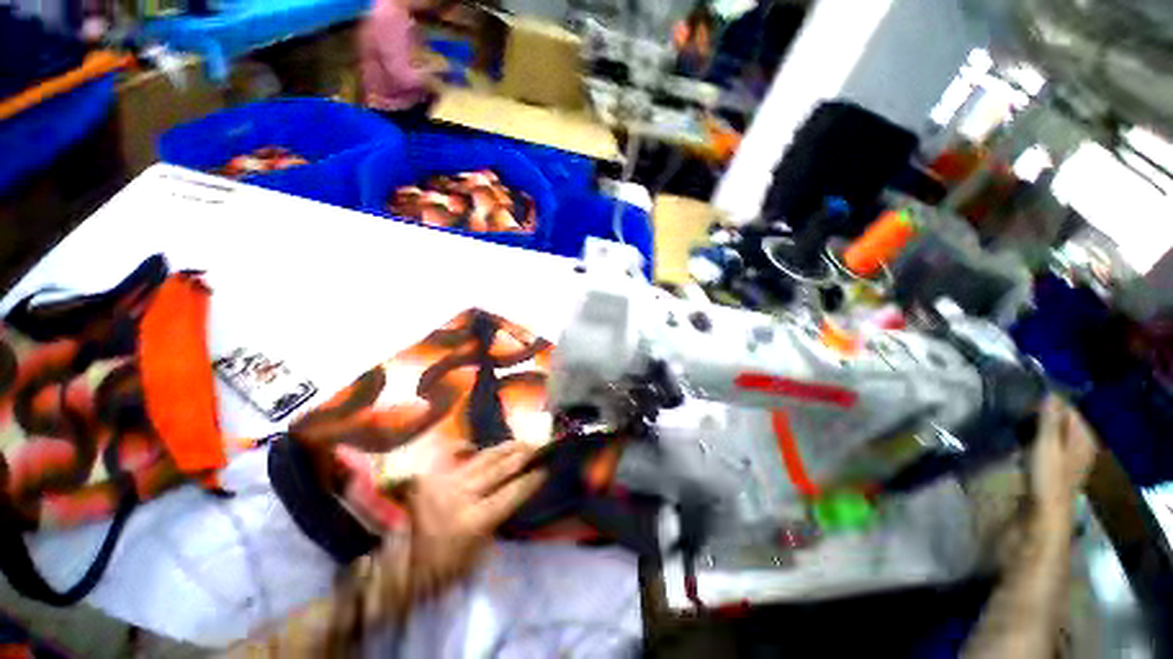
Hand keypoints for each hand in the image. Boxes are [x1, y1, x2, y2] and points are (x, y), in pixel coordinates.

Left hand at [401, 441, 544, 598]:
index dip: (531, 481)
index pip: (512, 493)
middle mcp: (462, 495)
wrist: (397, 566)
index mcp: (474, 520)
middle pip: (500, 469)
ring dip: (504, 448)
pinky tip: (474, 445)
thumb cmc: (440, 570)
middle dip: (522, 456)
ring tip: (519, 442)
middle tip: (537, 446)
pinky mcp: (431, 476)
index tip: (545, 470)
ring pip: (482, 458)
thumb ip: (496, 524)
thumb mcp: (476, 557)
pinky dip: (464, 447)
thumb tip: (513, 498)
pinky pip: (451, 454)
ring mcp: (445, 481)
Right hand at [1029, 396, 1097, 528]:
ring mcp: (1071, 457)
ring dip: (1039, 428)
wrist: (1045, 512)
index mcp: (1083, 437)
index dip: (1048, 403)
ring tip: (1018, 426)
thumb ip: (1049, 419)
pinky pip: (1050, 444)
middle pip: (1063, 421)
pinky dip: (1038, 440)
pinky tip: (1025, 444)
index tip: (1025, 403)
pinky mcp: (1059, 467)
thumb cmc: (1048, 477)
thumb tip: (1049, 392)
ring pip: (1056, 433)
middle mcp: (1082, 444)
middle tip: (1019, 414)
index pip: (1068, 408)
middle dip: (1043, 415)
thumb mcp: (1046, 445)